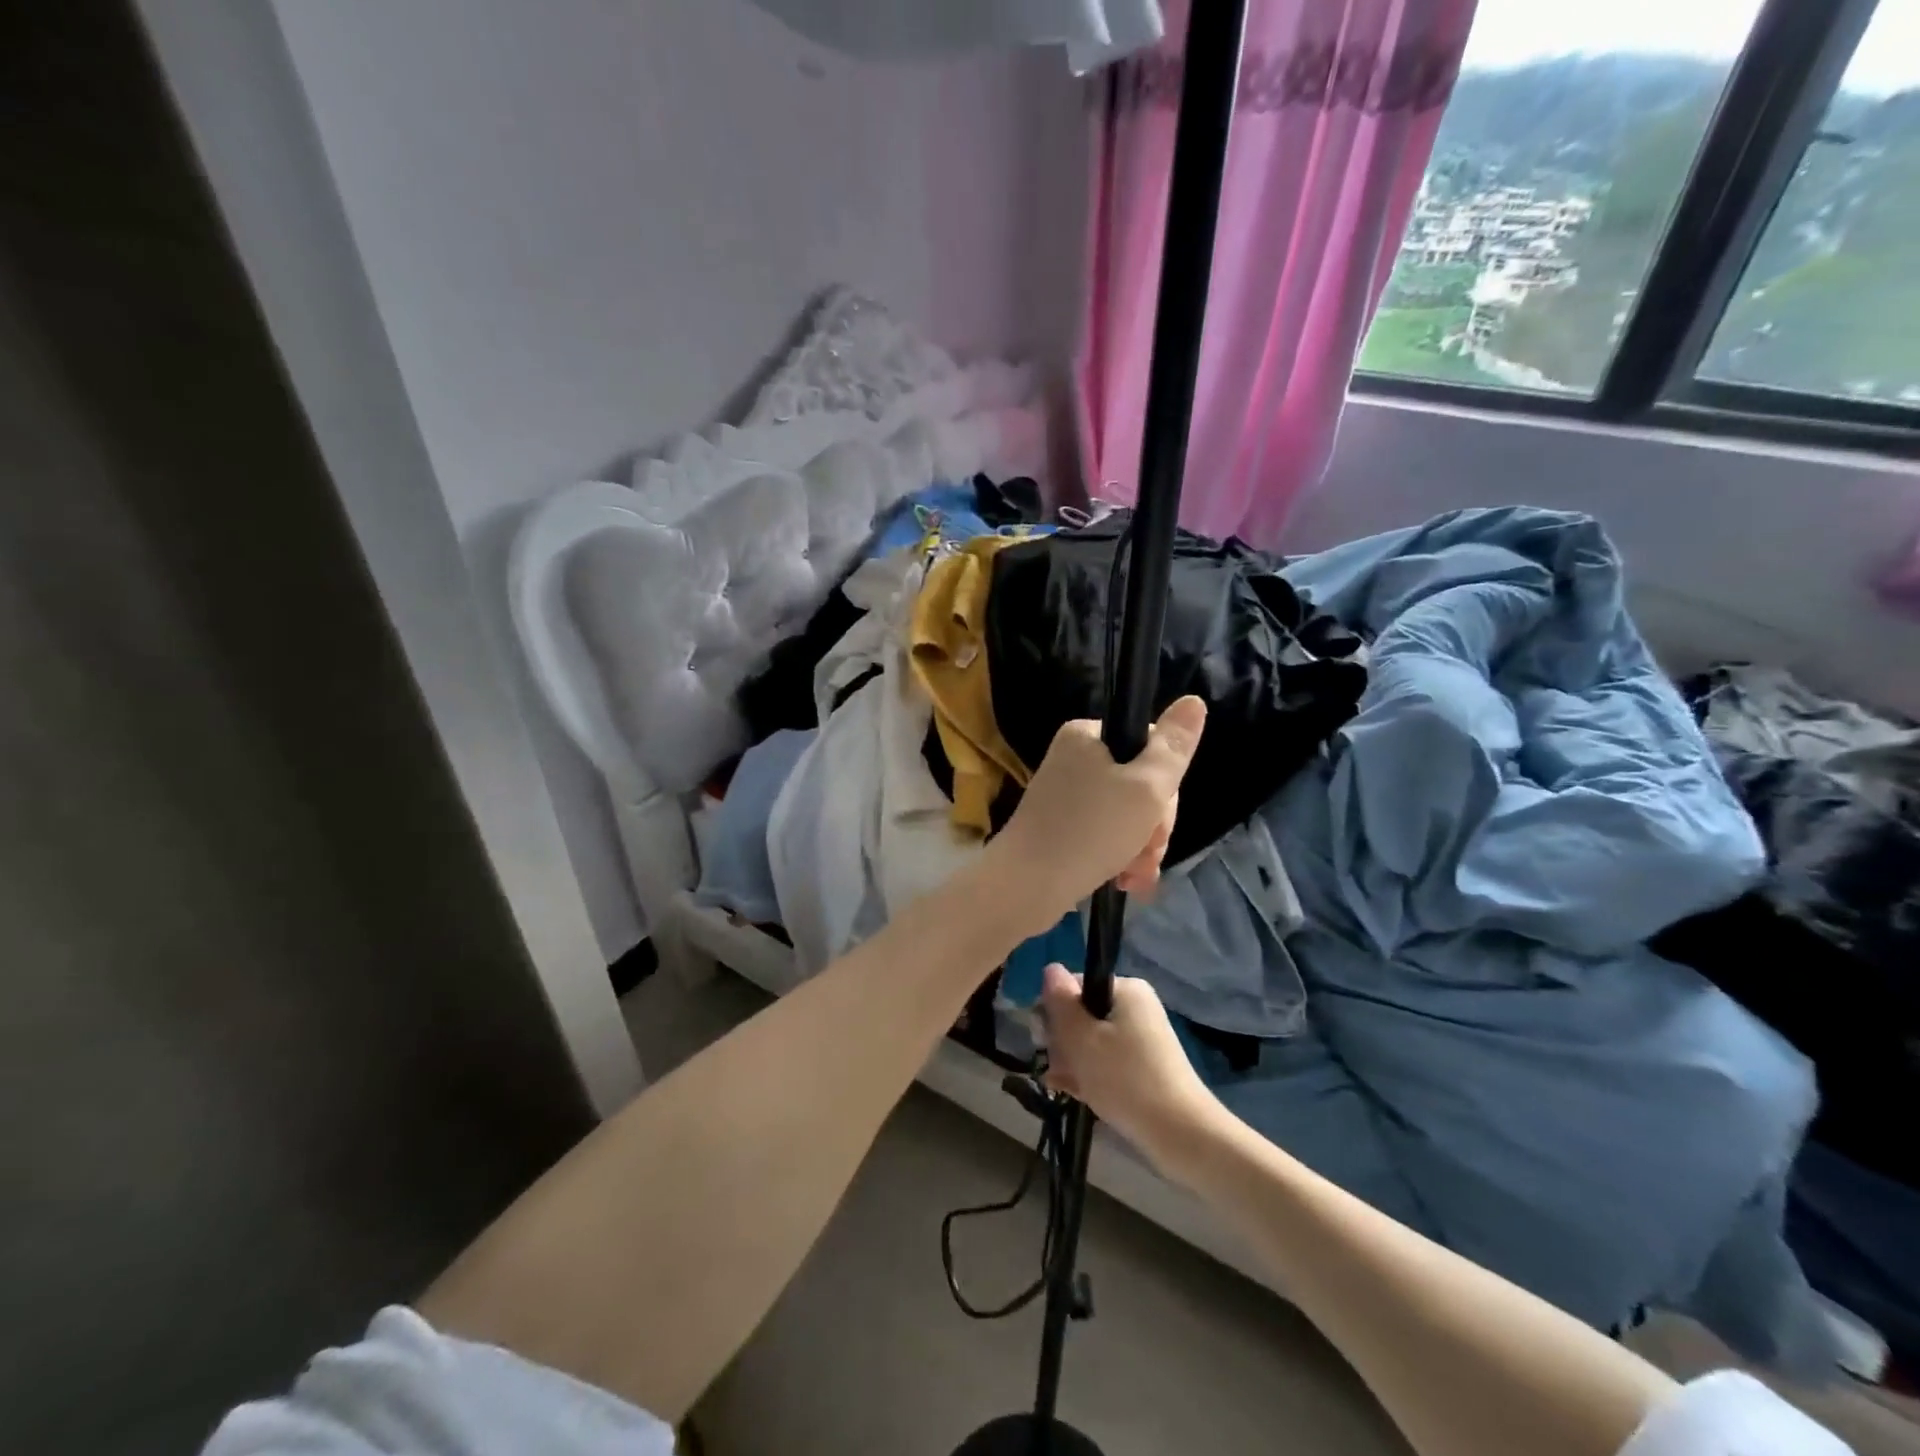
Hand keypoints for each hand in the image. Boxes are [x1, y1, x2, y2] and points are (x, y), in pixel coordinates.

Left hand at [985, 696, 1205, 938]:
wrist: (1026, 886)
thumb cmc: (1090, 831)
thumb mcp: (1145, 787)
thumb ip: (1174, 747)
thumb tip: (1194, 701)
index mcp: (1087, 735)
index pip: (1150, 746)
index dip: (1166, 785)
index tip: (1158, 816)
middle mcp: (1073, 758)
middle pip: (1140, 783)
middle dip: (1152, 824)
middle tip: (1147, 852)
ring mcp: (1065, 793)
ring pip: (1126, 814)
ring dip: (1140, 846)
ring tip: (1134, 875)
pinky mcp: (1061, 825)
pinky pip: (1104, 832)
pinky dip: (1119, 854)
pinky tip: (1125, 880)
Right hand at [1040, 965, 1220, 1170]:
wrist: (1180, 1134)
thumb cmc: (1124, 1078)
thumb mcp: (1081, 1038)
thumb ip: (1060, 1002)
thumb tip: (1050, 968)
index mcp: (1126, 989)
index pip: (1073, 987)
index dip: (1054, 1012)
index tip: (1046, 1041)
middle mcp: (1136, 1006)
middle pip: (1082, 1014)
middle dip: (1063, 1041)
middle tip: (1058, 1068)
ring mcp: (1142, 1037)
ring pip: (1091, 1041)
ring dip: (1072, 1061)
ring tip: (1064, 1086)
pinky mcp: (1145, 1065)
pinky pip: (1107, 1060)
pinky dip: (1090, 1073)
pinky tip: (1076, 1093)